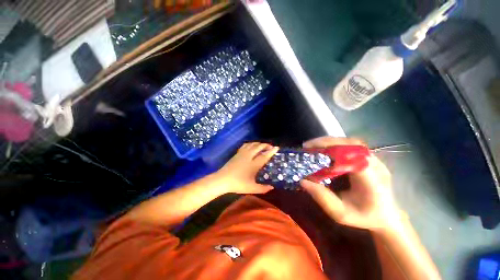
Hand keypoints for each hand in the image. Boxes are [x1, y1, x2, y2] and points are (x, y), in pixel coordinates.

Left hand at [216, 142, 278, 193]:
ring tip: (262, 145)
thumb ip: (263, 188)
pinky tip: (251, 145)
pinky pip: (245, 145)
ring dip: (259, 143)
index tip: (277, 148)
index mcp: (254, 164)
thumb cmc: (238, 184)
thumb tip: (272, 187)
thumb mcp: (252, 188)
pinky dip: (251, 144)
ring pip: (252, 144)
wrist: (222, 179)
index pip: (264, 156)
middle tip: (271, 146)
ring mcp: (242, 154)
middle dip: (266, 145)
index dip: (271, 151)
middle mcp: (249, 156)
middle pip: (259, 147)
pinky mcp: (237, 153)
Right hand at [300, 137, 401, 231]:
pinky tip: (326, 149)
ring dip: (330, 142)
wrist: (388, 217)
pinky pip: (352, 146)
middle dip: (327, 142)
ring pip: (351, 142)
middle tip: (308, 146)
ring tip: (314, 146)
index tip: (310, 150)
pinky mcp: (370, 158)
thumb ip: (322, 198)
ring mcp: (375, 160)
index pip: (352, 156)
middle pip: (351, 144)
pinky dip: (336, 144)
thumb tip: (302, 181)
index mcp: (371, 180)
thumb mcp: (341, 213)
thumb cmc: (365, 217)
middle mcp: (375, 166)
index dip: (330, 149)